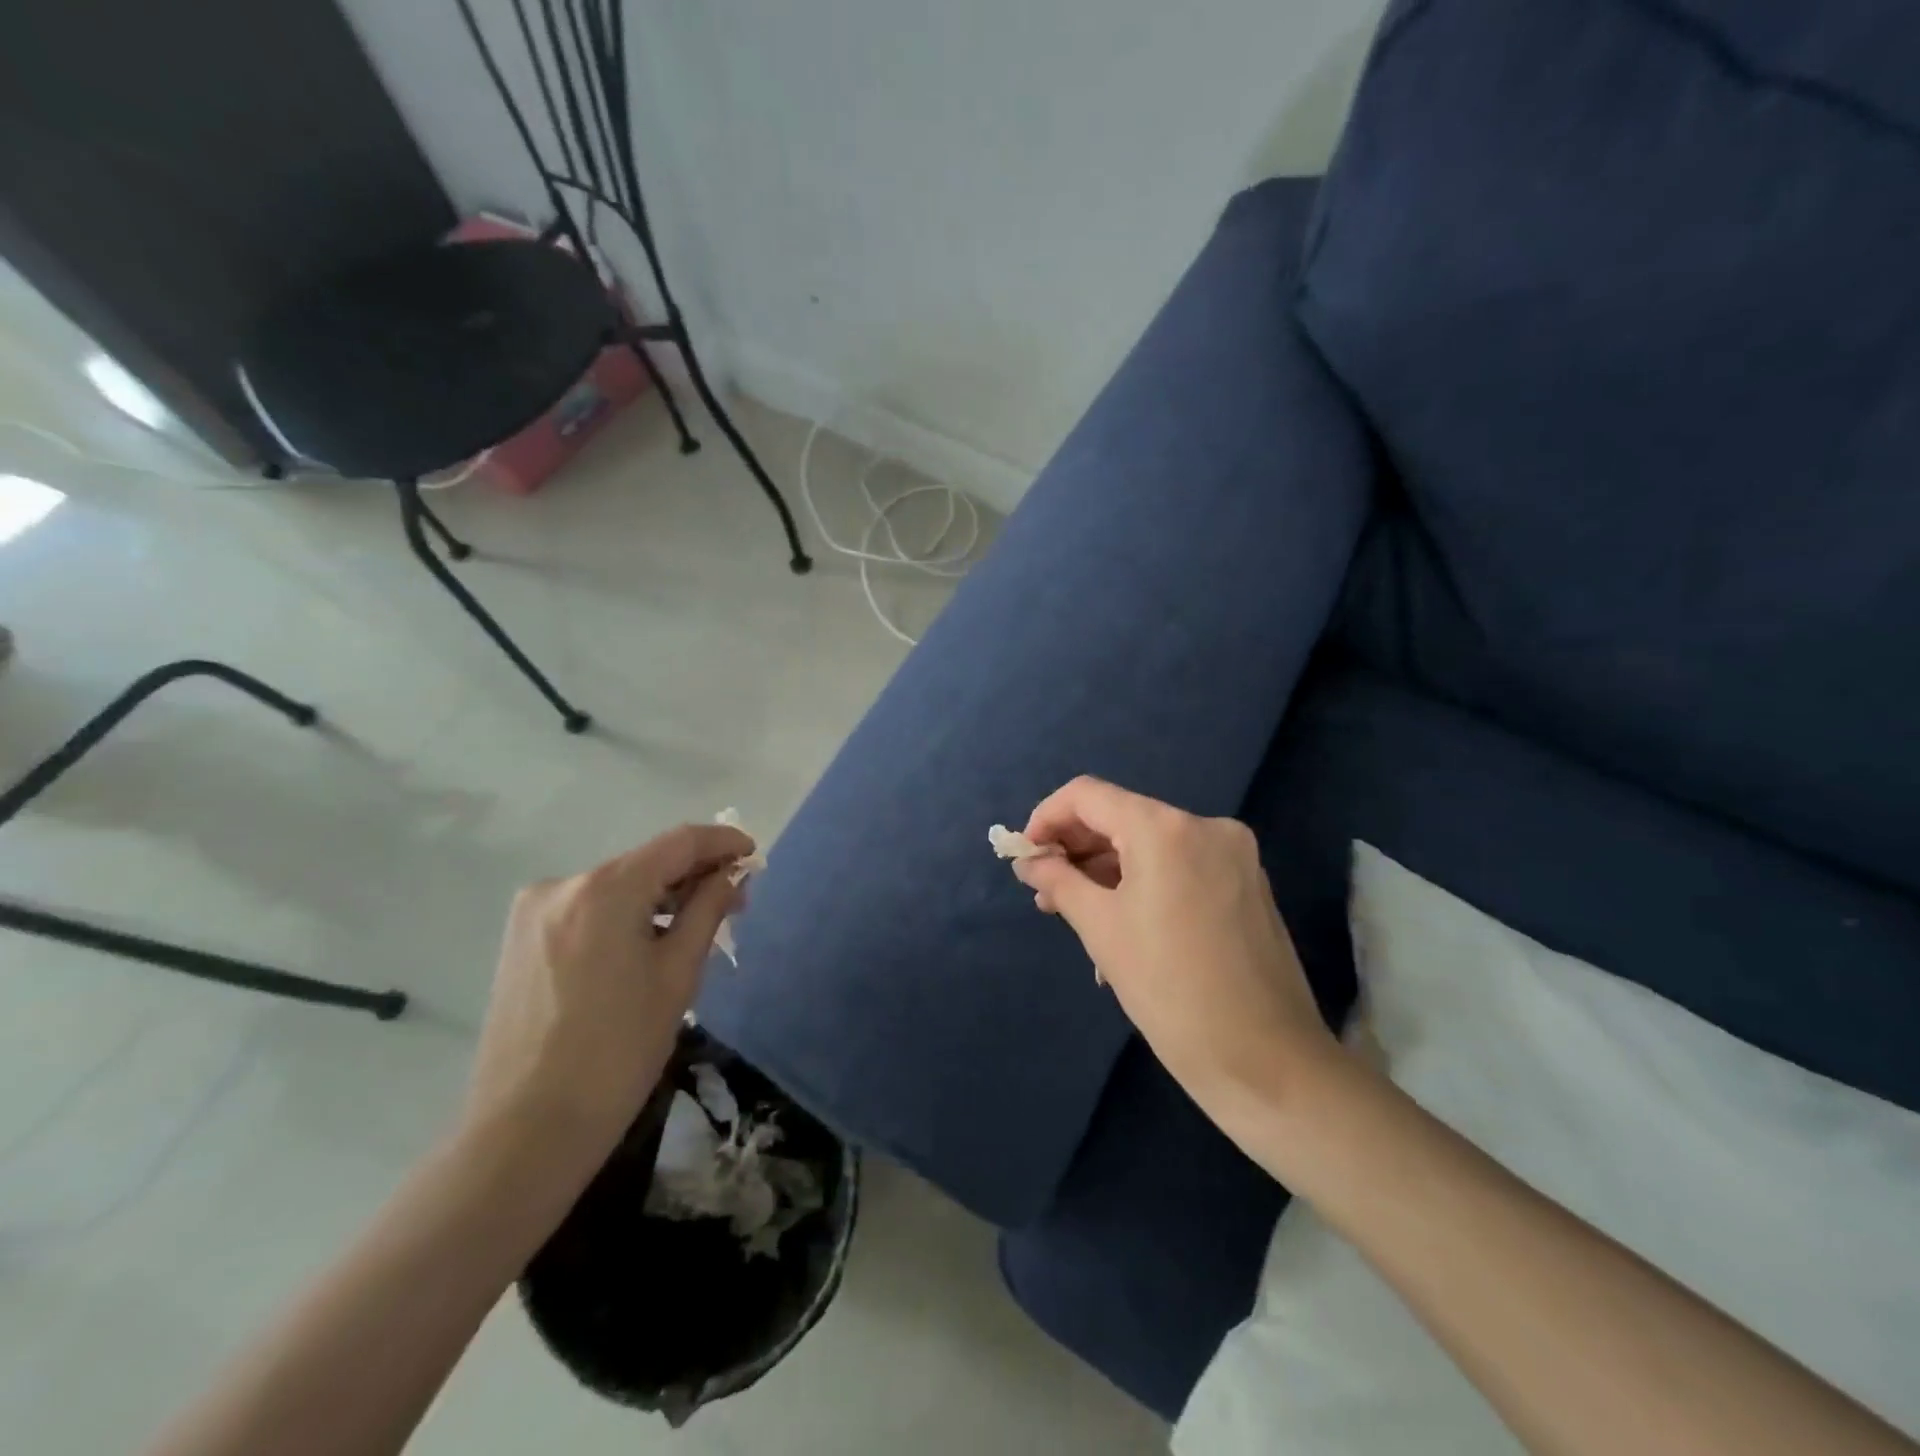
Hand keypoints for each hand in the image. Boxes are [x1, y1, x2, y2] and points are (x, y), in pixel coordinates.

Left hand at [461, 823, 753, 1177]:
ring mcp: (534, 912)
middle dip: (693, 875)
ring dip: (660, 897)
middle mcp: (562, 884)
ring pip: (617, 887)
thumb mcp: (677, 975)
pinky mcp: (521, 939)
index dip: (722, 841)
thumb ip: (708, 909)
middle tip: (736, 901)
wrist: (526, 1132)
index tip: (754, 854)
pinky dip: (626, 915)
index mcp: (604, 889)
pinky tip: (648, 943)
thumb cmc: (618, 1052)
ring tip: (695, 927)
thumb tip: (733, 874)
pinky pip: (589, 909)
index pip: (678, 842)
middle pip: (645, 862)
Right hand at [1013, 776, 1339, 1115]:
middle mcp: (1205, 826)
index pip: (1088, 795)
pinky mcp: (1247, 884)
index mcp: (1166, 828)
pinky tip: (1121, 926)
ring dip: (1108, 872)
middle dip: (1077, 849)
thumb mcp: (1101, 929)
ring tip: (1076, 915)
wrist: (1266, 1062)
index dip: (1047, 818)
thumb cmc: (1170, 990)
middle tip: (1045, 892)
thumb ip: (1059, 881)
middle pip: (1122, 817)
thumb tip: (1029, 862)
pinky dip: (1144, 885)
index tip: (1025, 857)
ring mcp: (1233, 855)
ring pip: (1151, 845)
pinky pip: (1180, 868)